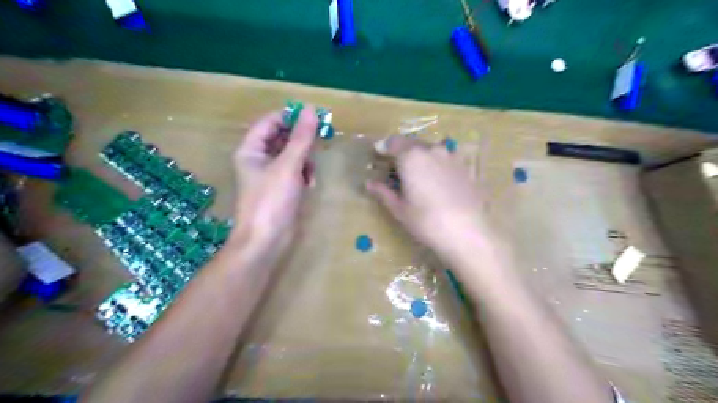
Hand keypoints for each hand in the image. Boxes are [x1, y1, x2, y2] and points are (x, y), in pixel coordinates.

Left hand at [233, 107, 315, 254]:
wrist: (266, 240)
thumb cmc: (271, 200)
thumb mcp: (288, 166)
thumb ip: (301, 138)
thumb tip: (311, 110)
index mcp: (251, 150)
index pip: (269, 122)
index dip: (290, 117)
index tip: (313, 117)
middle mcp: (258, 159)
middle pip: (282, 138)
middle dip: (301, 141)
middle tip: (320, 139)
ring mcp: (270, 175)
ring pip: (292, 155)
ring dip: (305, 160)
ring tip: (311, 172)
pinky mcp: (281, 188)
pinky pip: (295, 172)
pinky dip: (304, 174)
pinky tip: (309, 185)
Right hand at [368, 135, 484, 258]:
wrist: (468, 232)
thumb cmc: (426, 221)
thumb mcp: (400, 209)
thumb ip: (383, 192)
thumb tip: (369, 183)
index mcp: (411, 157)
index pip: (393, 142)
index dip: (383, 147)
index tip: (377, 154)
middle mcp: (432, 150)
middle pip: (412, 144)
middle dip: (401, 152)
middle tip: (395, 167)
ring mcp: (451, 156)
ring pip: (430, 150)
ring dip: (420, 156)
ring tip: (417, 174)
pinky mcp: (465, 166)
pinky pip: (446, 158)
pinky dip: (436, 163)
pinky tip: (437, 180)